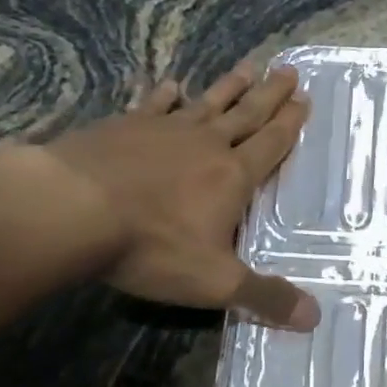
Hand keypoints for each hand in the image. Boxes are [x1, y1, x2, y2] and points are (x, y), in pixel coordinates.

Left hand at [0, 59, 319, 329]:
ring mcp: (163, 130)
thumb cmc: (151, 246)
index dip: (290, 125)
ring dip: (229, 87)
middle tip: (289, 71)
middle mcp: (205, 145)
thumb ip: (265, 297)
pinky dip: (164, 94)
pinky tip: (171, 84)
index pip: (270, 146)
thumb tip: (315, 318)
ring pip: (206, 103)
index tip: (305, 100)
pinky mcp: (123, 126)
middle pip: (246, 115)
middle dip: (270, 96)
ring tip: (249, 68)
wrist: (71, 208)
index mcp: (232, 177)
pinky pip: (152, 105)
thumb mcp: (215, 282)